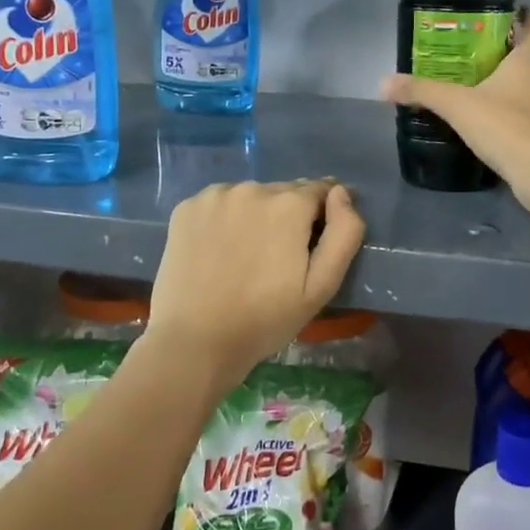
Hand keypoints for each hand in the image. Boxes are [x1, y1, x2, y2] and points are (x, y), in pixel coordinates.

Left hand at [145, 179, 365, 391]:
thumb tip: (341, 193)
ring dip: (257, 214)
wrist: (196, 341)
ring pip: (251, 196)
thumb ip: (344, 233)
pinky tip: (219, 249)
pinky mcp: (186, 208)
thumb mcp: (321, 286)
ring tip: (248, 254)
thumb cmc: (266, 319)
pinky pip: (219, 203)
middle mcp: (253, 188)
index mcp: (290, 204)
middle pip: (284, 192)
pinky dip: (225, 218)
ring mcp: (215, 196)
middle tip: (280, 257)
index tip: (315, 242)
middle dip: (290, 215)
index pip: (321, 190)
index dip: (324, 215)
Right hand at [380, 11, 529, 212]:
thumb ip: (423, 92)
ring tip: (493, 86)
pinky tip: (502, 121)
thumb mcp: (457, 106)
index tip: (511, 13)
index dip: (526, 18)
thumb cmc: (505, 126)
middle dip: (519, 52)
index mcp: (528, 61)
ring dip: (523, 84)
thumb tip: (383, 82)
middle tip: (492, 53)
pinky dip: (523, 113)